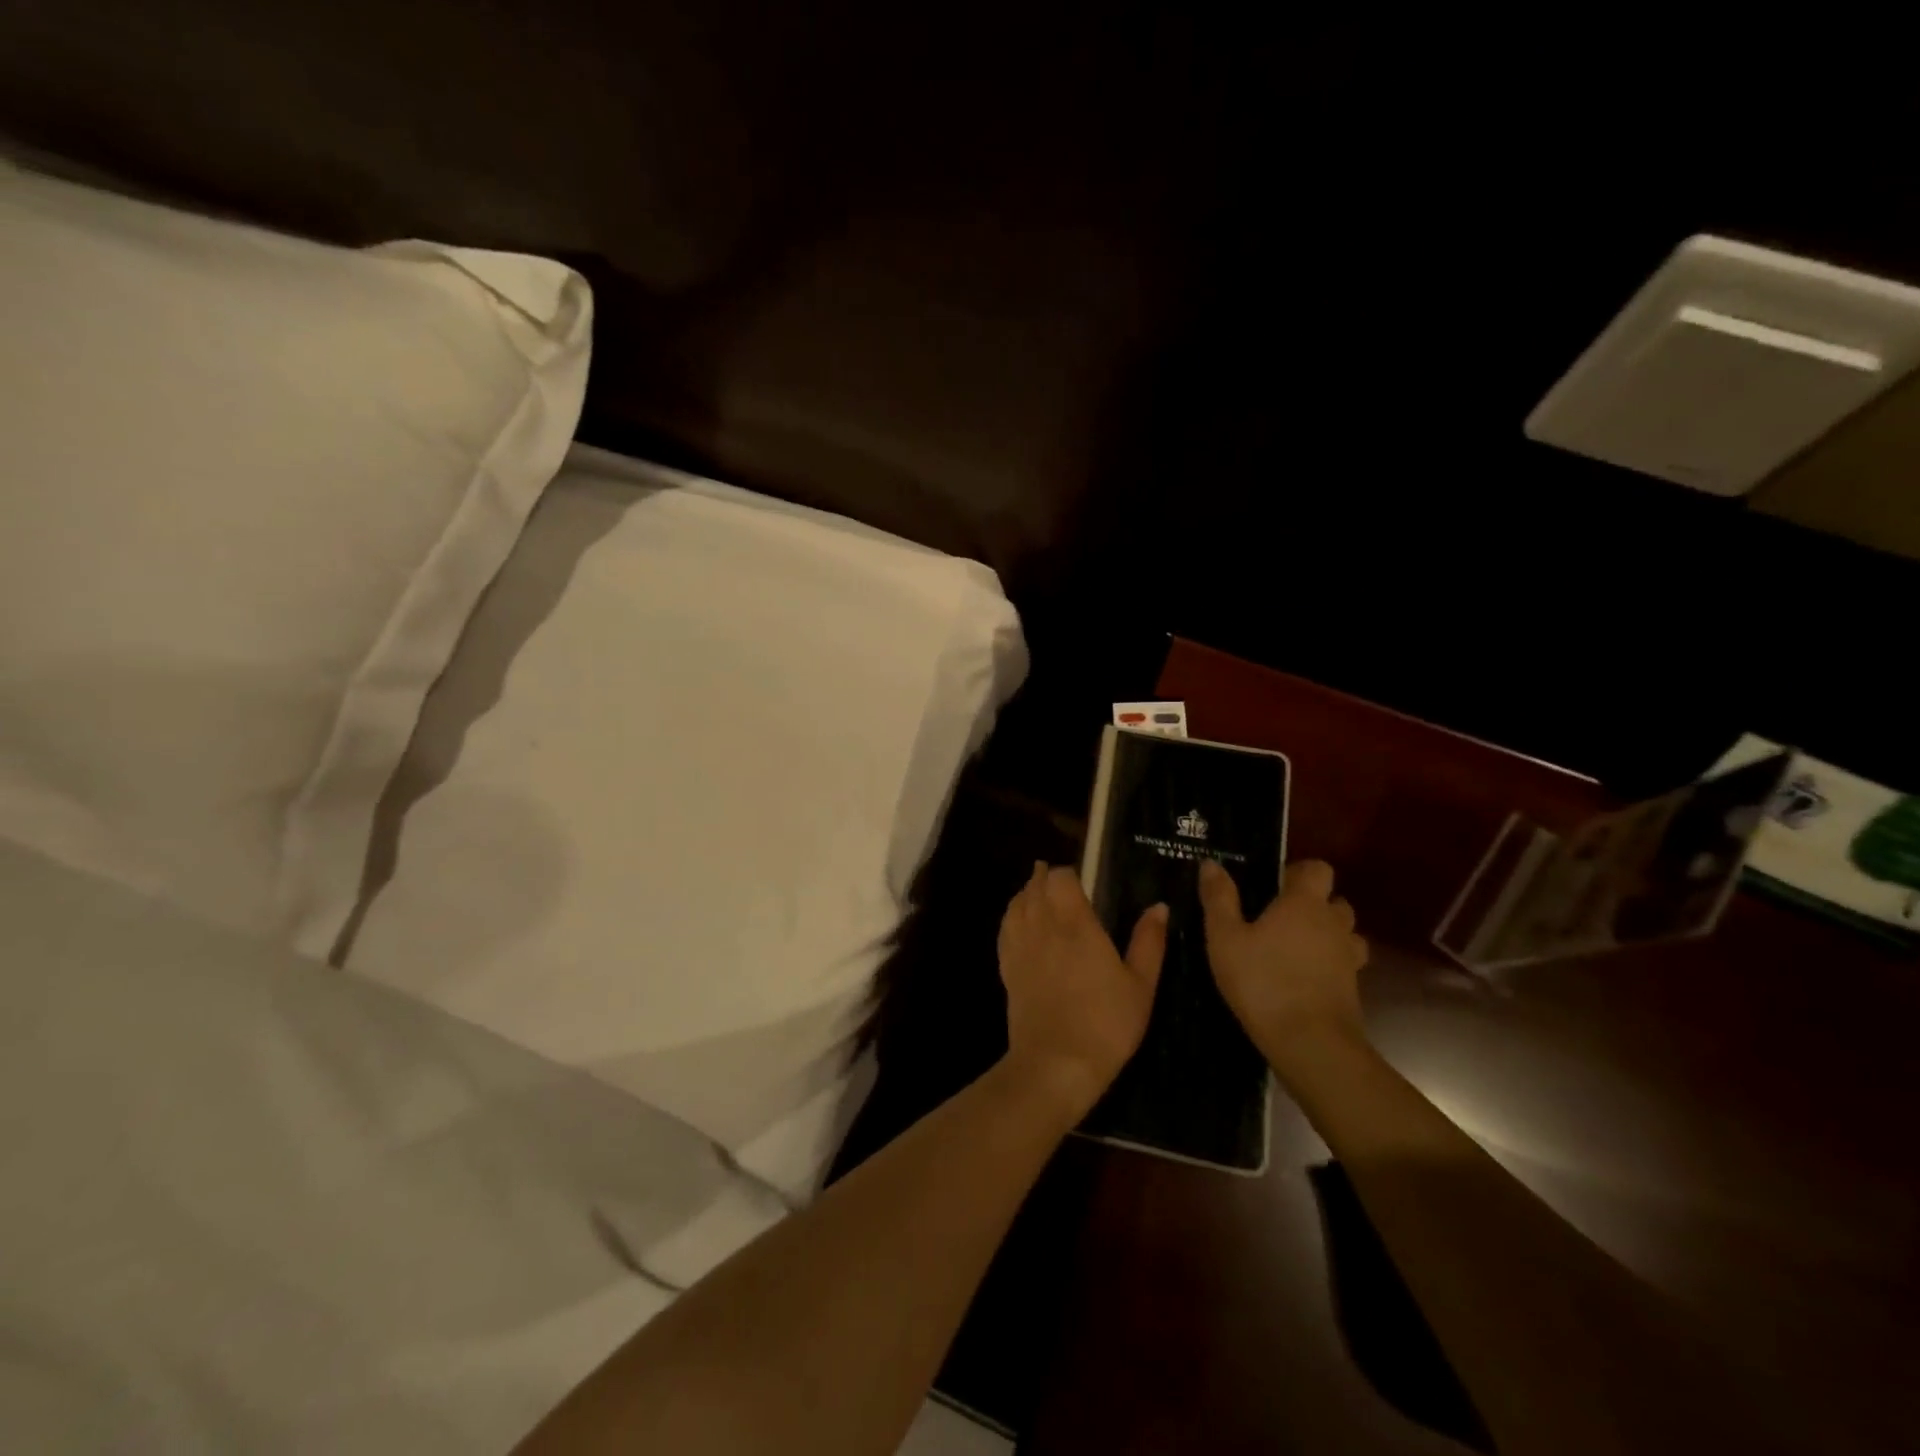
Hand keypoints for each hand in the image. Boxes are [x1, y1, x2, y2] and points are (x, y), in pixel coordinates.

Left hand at [997, 863, 1167, 1117]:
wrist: (1055, 1063)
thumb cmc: (1106, 1024)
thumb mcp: (1140, 985)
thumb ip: (1148, 942)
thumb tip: (1158, 906)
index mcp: (1076, 924)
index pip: (1060, 878)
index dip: (1068, 872)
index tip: (1080, 878)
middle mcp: (1043, 926)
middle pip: (1035, 886)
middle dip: (1045, 877)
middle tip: (1058, 879)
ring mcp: (1021, 947)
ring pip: (1017, 904)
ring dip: (1027, 893)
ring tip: (1038, 892)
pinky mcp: (1007, 968)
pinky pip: (1005, 928)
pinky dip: (1012, 916)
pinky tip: (1020, 921)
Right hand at [1200, 857, 1368, 1077]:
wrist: (1310, 1044)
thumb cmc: (1262, 982)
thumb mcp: (1224, 938)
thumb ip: (1219, 898)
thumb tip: (1211, 863)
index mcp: (1304, 903)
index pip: (1318, 869)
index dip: (1299, 872)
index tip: (1274, 885)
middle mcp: (1333, 924)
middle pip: (1335, 901)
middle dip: (1313, 904)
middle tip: (1279, 919)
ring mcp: (1348, 958)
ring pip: (1345, 934)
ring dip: (1327, 935)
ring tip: (1294, 949)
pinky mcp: (1354, 989)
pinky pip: (1344, 964)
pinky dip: (1329, 965)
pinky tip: (1303, 979)